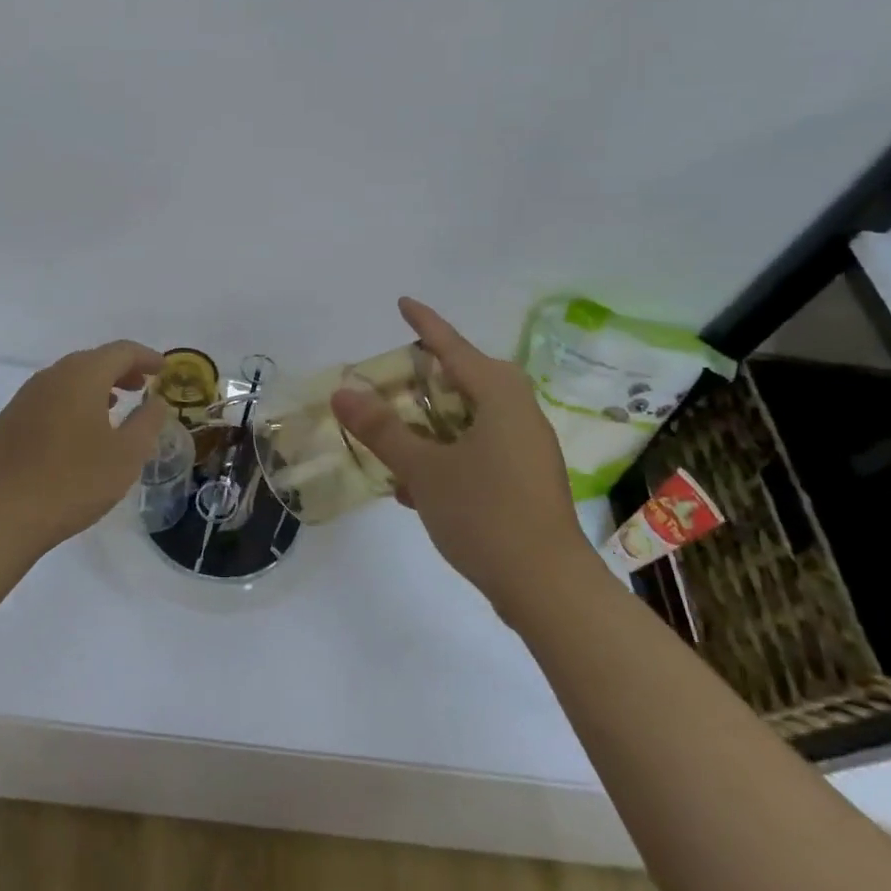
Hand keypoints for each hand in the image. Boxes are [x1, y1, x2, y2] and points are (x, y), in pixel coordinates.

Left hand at [0, 339, 169, 557]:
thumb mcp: (127, 455)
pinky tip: (78, 430)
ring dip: (95, 386)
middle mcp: (51, 377)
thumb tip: (156, 400)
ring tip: (114, 406)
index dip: (146, 357)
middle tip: (141, 386)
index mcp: (82, 376)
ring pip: (68, 378)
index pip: (121, 351)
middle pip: (92, 360)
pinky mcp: (10, 420)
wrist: (1, 514)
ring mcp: (25, 397)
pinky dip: (72, 401)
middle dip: (120, 370)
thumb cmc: (74, 482)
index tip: (163, 369)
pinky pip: (50, 398)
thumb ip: (147, 421)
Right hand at [330, 298, 599, 610]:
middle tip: (394, 378)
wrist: (547, 587)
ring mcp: (526, 449)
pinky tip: (415, 485)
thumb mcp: (424, 468)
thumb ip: (382, 429)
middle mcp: (519, 414)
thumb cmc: (485, 513)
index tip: (403, 303)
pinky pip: (479, 450)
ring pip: (472, 419)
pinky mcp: (525, 481)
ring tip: (395, 434)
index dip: (425, 324)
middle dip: (428, 378)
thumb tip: (342, 393)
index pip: (453, 347)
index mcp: (499, 397)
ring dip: (433, 424)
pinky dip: (447, 455)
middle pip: (467, 380)